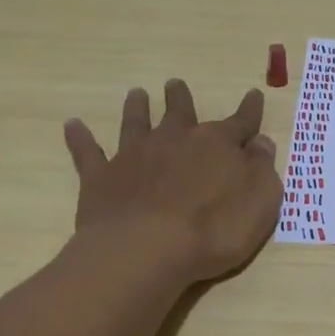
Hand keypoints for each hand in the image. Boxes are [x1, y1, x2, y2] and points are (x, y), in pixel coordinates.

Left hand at [63, 80, 282, 283]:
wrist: (147, 251)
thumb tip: (261, 142)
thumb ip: (262, 168)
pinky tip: (72, 125)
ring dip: (137, 108)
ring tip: (136, 93)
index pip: (241, 122)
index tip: (254, 94)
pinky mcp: (101, 178)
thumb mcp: (261, 201)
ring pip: (136, 123)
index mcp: (217, 145)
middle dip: (180, 98)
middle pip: (180, 112)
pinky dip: (80, 138)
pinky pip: (88, 152)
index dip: (250, 110)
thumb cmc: (215, 229)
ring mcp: (135, 156)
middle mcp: (175, 140)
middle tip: (174, 84)